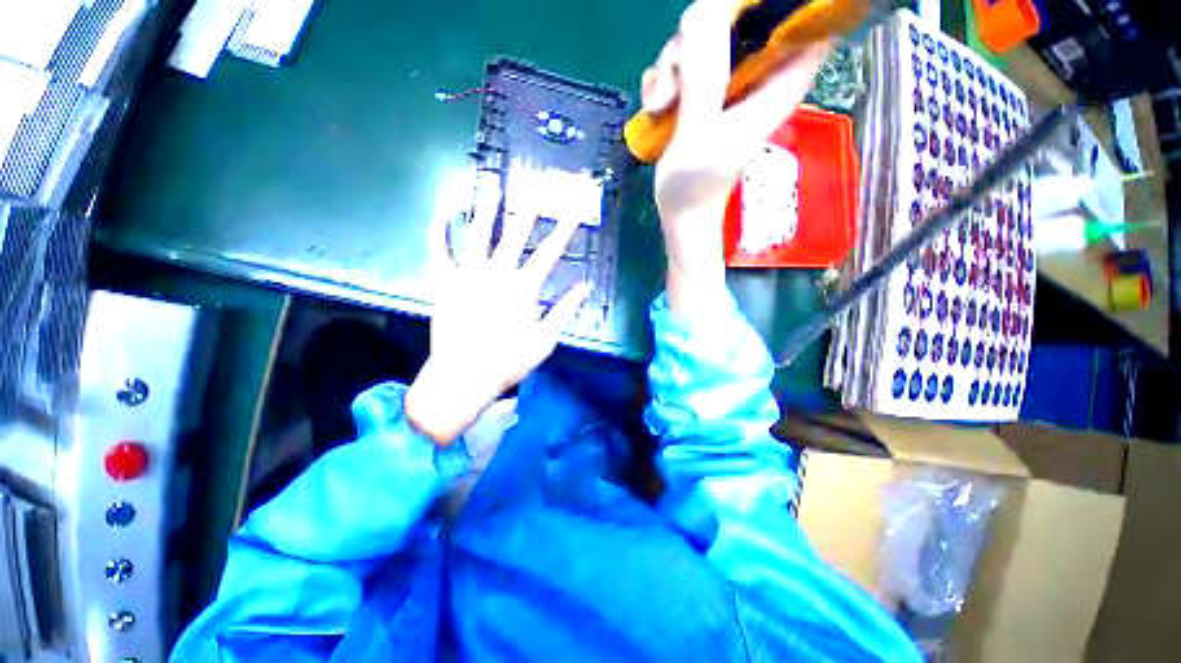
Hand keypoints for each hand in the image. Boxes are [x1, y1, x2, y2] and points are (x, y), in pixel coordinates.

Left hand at [405, 171, 590, 444]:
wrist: (464, 376)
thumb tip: (585, 286)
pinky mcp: (443, 282)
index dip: (565, 228)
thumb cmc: (509, 361)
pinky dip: (440, 228)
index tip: (575, 209)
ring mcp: (467, 275)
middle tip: (536, 184)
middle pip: (515, 233)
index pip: (550, 251)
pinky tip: (444, 210)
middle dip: (529, 207)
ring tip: (492, 186)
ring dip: (486, 208)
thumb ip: (565, 309)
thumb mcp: (545, 339)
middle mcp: (496, 273)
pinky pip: (440, 249)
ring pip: (477, 233)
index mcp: (523, 287)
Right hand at [641, 0, 830, 314]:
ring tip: (661, 105)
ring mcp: (724, 86)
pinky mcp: (699, 97)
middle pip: (739, 20)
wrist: (680, 213)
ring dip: (672, 64)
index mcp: (776, 85)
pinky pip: (680, 66)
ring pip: (702, 40)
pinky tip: (654, 107)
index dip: (777, 10)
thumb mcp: (700, 134)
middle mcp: (754, 78)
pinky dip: (662, 80)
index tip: (741, 16)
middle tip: (678, 75)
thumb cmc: (696, 186)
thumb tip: (701, 11)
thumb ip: (704, 78)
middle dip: (702, 35)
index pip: (804, 25)